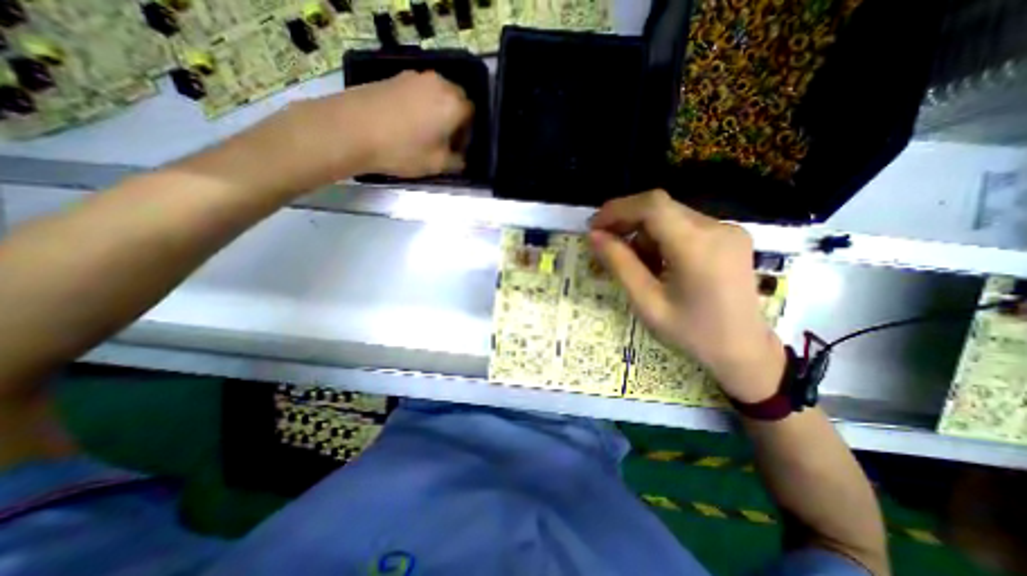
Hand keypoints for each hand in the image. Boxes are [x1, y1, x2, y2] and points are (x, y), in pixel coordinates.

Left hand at [216, 68, 473, 192]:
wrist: (349, 130)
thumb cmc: (401, 150)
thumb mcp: (437, 165)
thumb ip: (457, 162)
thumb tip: (462, 159)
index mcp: (453, 104)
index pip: (472, 114)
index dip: (468, 134)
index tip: (457, 150)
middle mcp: (438, 84)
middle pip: (456, 100)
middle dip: (455, 121)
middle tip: (444, 142)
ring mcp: (413, 77)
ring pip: (437, 94)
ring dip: (437, 112)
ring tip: (424, 133)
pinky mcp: (394, 77)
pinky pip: (418, 91)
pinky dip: (420, 106)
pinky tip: (406, 124)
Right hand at [590, 192, 783, 403]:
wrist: (743, 350)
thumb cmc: (691, 333)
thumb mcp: (646, 302)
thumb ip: (619, 264)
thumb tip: (594, 236)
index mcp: (697, 246)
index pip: (652, 206)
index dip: (617, 209)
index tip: (595, 228)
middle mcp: (717, 228)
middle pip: (660, 208)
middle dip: (627, 222)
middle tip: (606, 246)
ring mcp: (728, 229)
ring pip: (670, 215)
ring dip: (644, 234)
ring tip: (638, 265)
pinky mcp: (729, 235)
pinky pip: (684, 225)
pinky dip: (661, 238)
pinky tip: (659, 264)